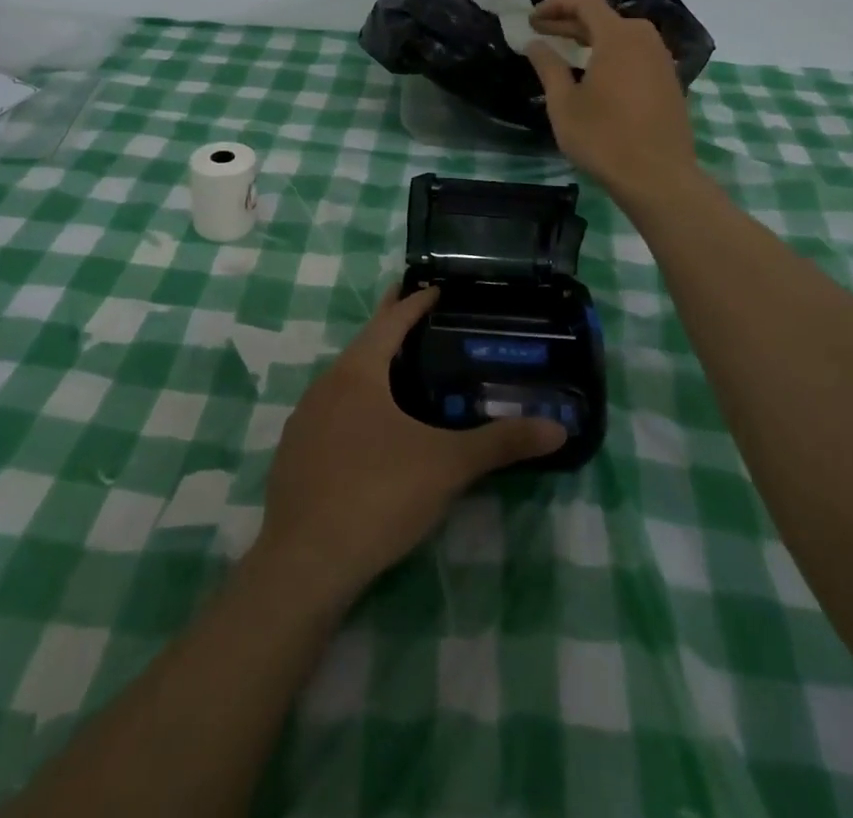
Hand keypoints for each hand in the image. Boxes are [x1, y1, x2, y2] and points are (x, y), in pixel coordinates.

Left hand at [257, 285, 566, 604]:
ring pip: (345, 382)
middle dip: (393, 330)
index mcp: (357, 372)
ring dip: (374, 371)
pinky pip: (332, 415)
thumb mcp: (446, 466)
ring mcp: (304, 421)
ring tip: (405, 375)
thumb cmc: (377, 494)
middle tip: (425, 320)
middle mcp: (325, 386)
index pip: (390, 321)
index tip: (435, 288)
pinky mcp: (295, 456)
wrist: (304, 563)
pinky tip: (373, 433)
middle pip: (365, 346)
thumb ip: (501, 443)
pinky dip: (357, 408)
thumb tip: (558, 429)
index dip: (414, 303)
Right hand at [527, 0, 700, 207]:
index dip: (556, 5)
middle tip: (542, 33)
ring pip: (623, 36)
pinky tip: (597, 74)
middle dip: (570, 22)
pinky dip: (613, 54)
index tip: (533, 18)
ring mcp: (662, 61)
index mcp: (618, 37)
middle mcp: (644, 40)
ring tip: (567, 51)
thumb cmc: (603, 137)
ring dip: (593, 38)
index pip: (586, 3)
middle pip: (605, 18)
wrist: (658, 177)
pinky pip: (637, 54)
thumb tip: (534, 42)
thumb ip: (548, 66)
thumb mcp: (564, 103)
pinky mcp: (670, 82)